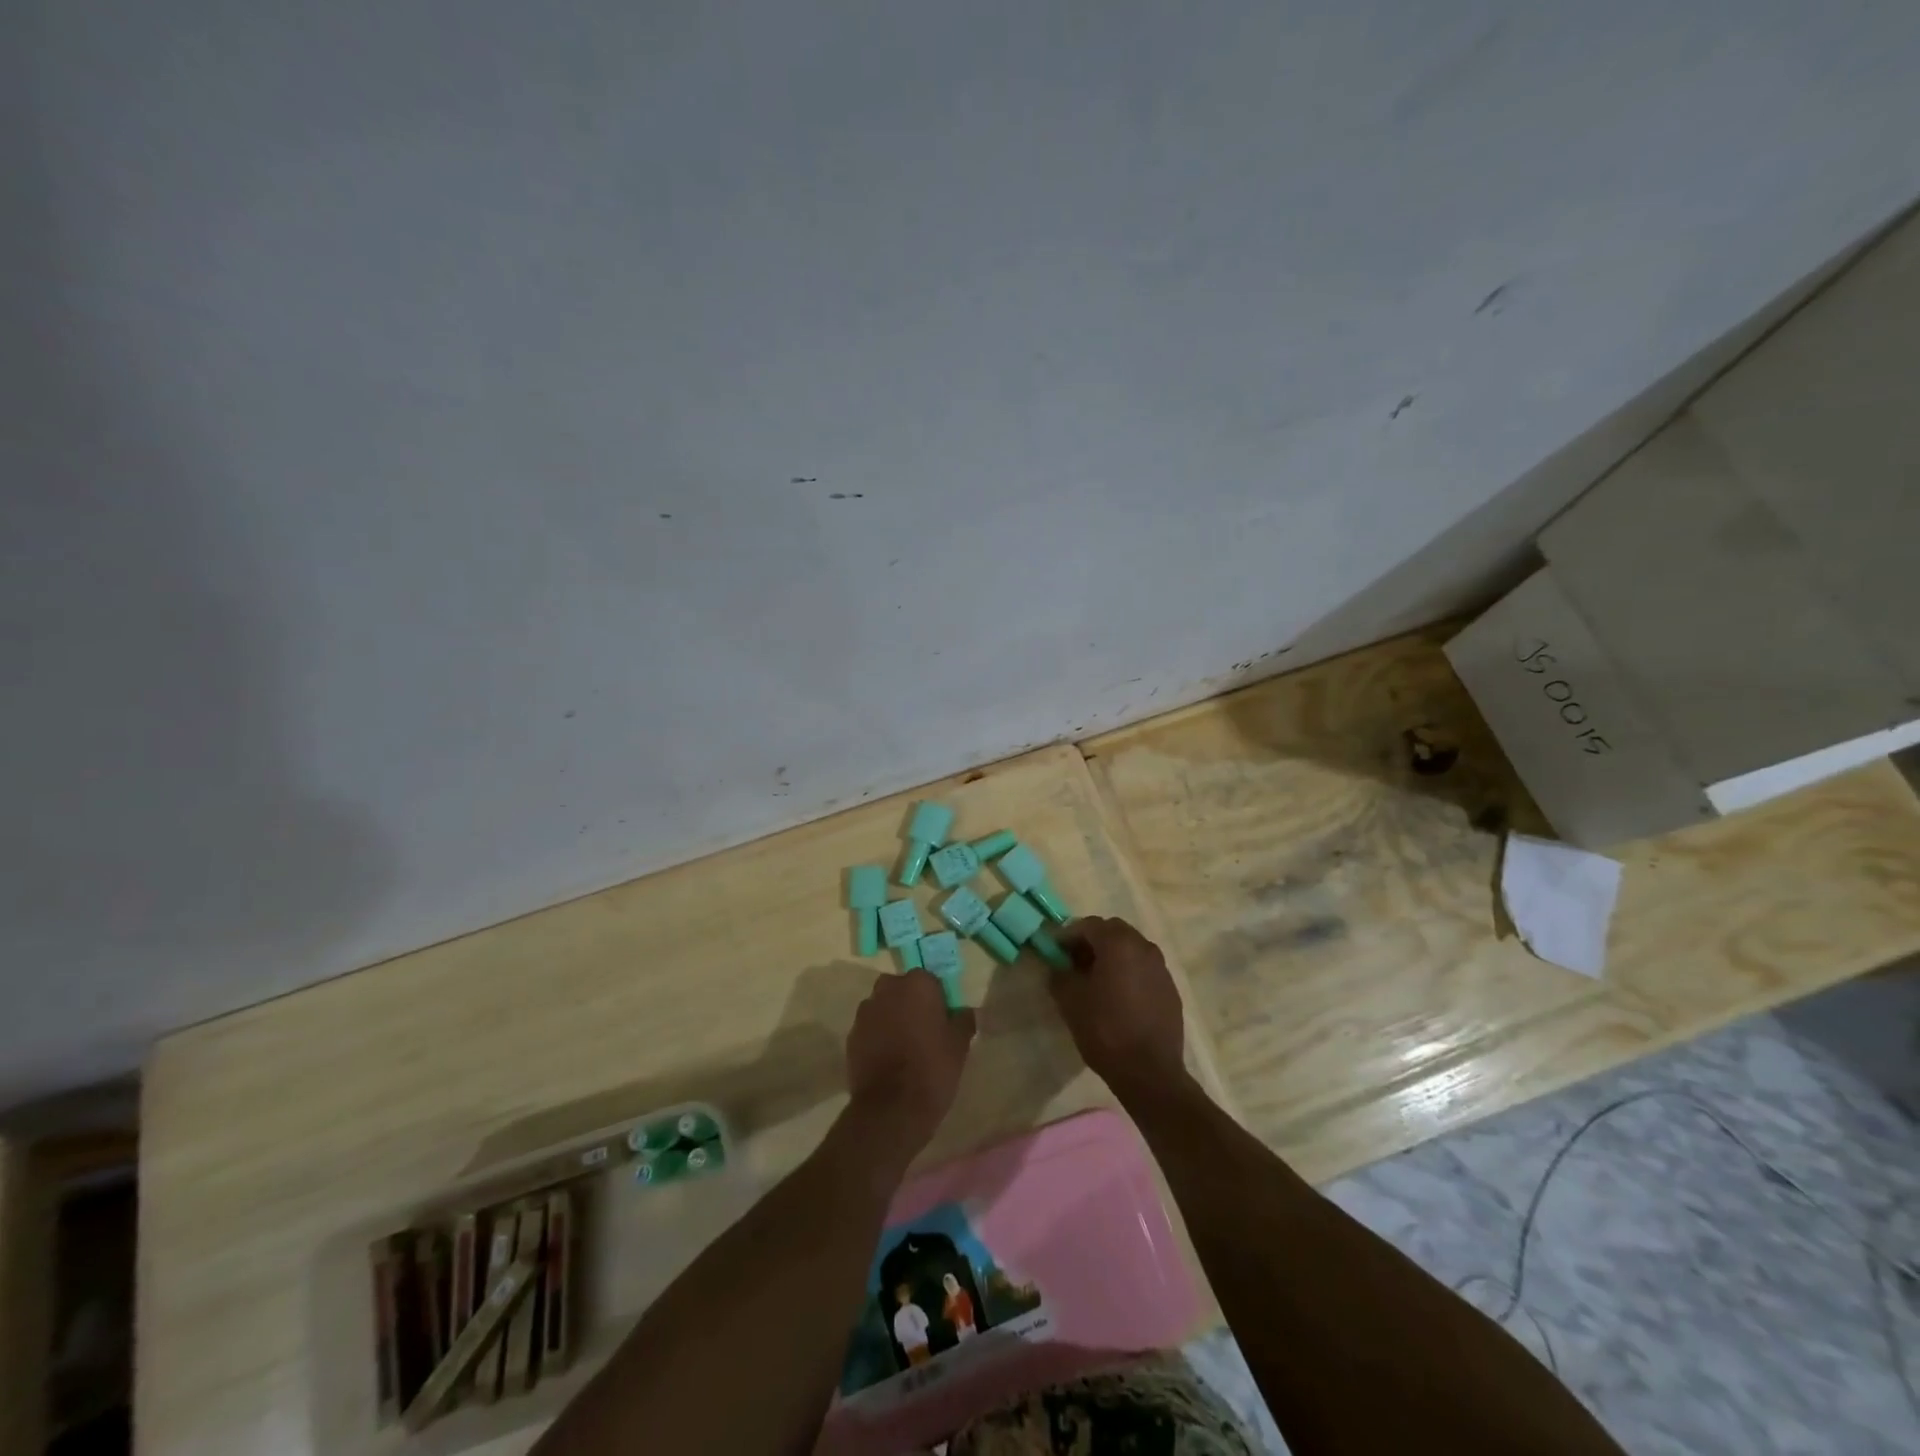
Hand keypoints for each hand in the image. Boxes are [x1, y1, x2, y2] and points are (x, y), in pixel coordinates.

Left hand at [844, 970, 976, 1165]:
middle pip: (902, 989)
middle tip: (925, 1030)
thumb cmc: (932, 1069)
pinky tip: (889, 1059)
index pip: (930, 981)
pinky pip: (870, 1028)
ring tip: (905, 1047)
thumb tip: (962, 1011)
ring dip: (892, 1018)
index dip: (938, 1000)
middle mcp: (887, 989)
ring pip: (884, 1007)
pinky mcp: (851, 1035)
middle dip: (911, 1004)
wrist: (891, 1109)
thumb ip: (963, 1020)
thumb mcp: (960, 1045)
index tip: (943, 1021)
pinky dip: (878, 1036)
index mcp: (917, 984)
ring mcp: (866, 1012)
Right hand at [1051, 917, 1187, 1097]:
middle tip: (1075, 964)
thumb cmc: (1105, 1030)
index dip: (1068, 936)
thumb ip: (1059, 974)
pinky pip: (1145, 969)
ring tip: (1097, 982)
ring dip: (1113, 957)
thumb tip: (1058, 965)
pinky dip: (1129, 973)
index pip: (1088, 925)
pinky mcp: (1171, 989)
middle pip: (1113, 932)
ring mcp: (1161, 968)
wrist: (1150, 1072)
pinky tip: (1120, 998)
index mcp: (1118, 943)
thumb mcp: (1070, 1001)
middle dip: (1092, 942)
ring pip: (1131, 949)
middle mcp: (1144, 947)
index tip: (1056, 953)